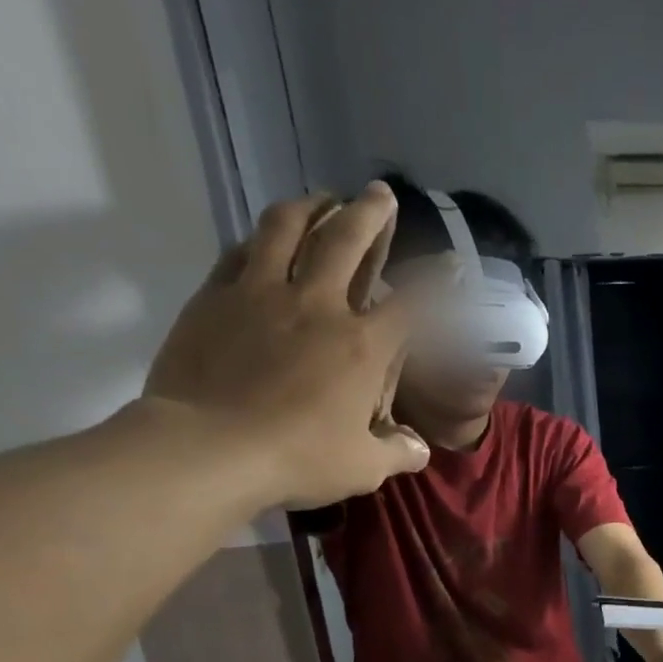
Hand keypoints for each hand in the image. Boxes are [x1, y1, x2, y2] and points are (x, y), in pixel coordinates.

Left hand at [144, 183, 434, 508]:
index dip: (438, 281)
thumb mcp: (365, 467)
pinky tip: (264, 238)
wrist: (209, 447)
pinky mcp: (216, 297)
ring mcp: (261, 294)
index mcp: (362, 347)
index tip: (453, 263)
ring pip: (287, 228)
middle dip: (369, 213)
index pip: (413, 304)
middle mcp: (317, 306)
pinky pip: (241, 252)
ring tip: (322, 198)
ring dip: (310, 207)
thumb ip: (397, 452)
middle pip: (346, 241)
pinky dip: (260, 239)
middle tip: (379, 193)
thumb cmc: (299, 458)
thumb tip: (417, 449)